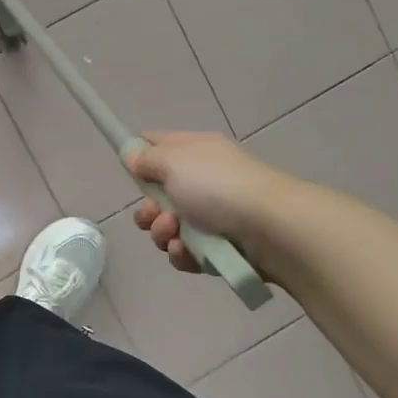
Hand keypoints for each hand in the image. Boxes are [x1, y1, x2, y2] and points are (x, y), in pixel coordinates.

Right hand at [126, 131, 285, 274]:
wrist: (271, 228)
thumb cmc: (218, 186)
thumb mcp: (174, 162)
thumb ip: (147, 159)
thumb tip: (132, 154)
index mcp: (193, 152)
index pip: (157, 144)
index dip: (138, 155)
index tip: (126, 168)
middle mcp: (201, 181)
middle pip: (157, 196)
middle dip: (148, 210)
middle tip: (155, 213)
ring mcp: (211, 216)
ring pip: (168, 228)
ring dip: (162, 233)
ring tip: (176, 235)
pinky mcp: (218, 247)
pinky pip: (186, 252)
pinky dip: (183, 254)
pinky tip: (189, 252)